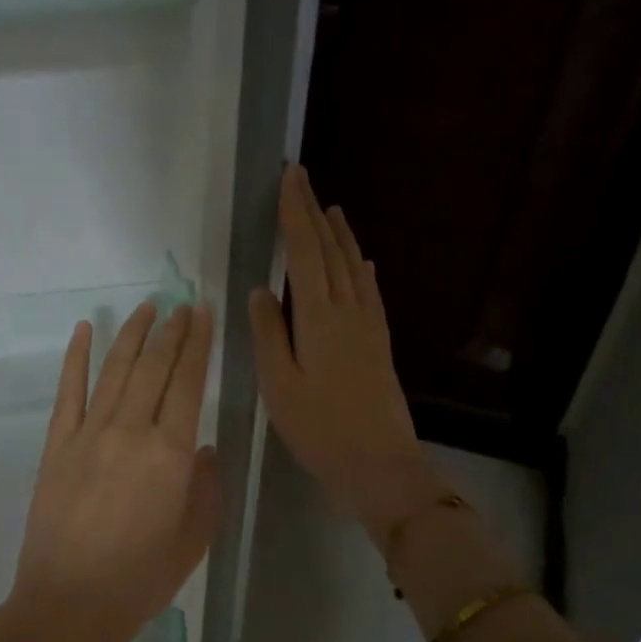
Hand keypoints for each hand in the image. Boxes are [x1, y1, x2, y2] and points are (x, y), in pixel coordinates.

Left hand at [0, 302, 221, 641]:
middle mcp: (130, 431)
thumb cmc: (142, 579)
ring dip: (131, 334)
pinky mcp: (56, 445)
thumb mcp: (194, 538)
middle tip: (181, 304)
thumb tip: (204, 447)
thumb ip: (206, 486)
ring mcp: (88, 434)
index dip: (197, 344)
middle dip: (170, 331)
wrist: (70, 603)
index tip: (202, 314)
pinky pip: (68, 391)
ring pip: (114, 370)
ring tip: (145, 307)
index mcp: (171, 454)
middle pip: (153, 367)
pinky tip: (84, 330)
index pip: (188, 383)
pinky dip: (76, 357)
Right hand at [250, 165, 449, 549]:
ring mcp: (369, 326)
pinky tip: (361, 262)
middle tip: (303, 180)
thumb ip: (269, 334)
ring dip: (341, 235)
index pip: (305, 253)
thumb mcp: (279, 385)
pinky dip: (361, 269)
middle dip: (314, 214)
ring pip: (353, 268)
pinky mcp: (380, 343)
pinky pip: (370, 293)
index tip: (289, 179)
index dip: (295, 214)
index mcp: (318, 319)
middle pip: (331, 252)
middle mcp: (348, 311)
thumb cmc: (319, 428)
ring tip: (332, 209)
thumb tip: (261, 289)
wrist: (378, 463)